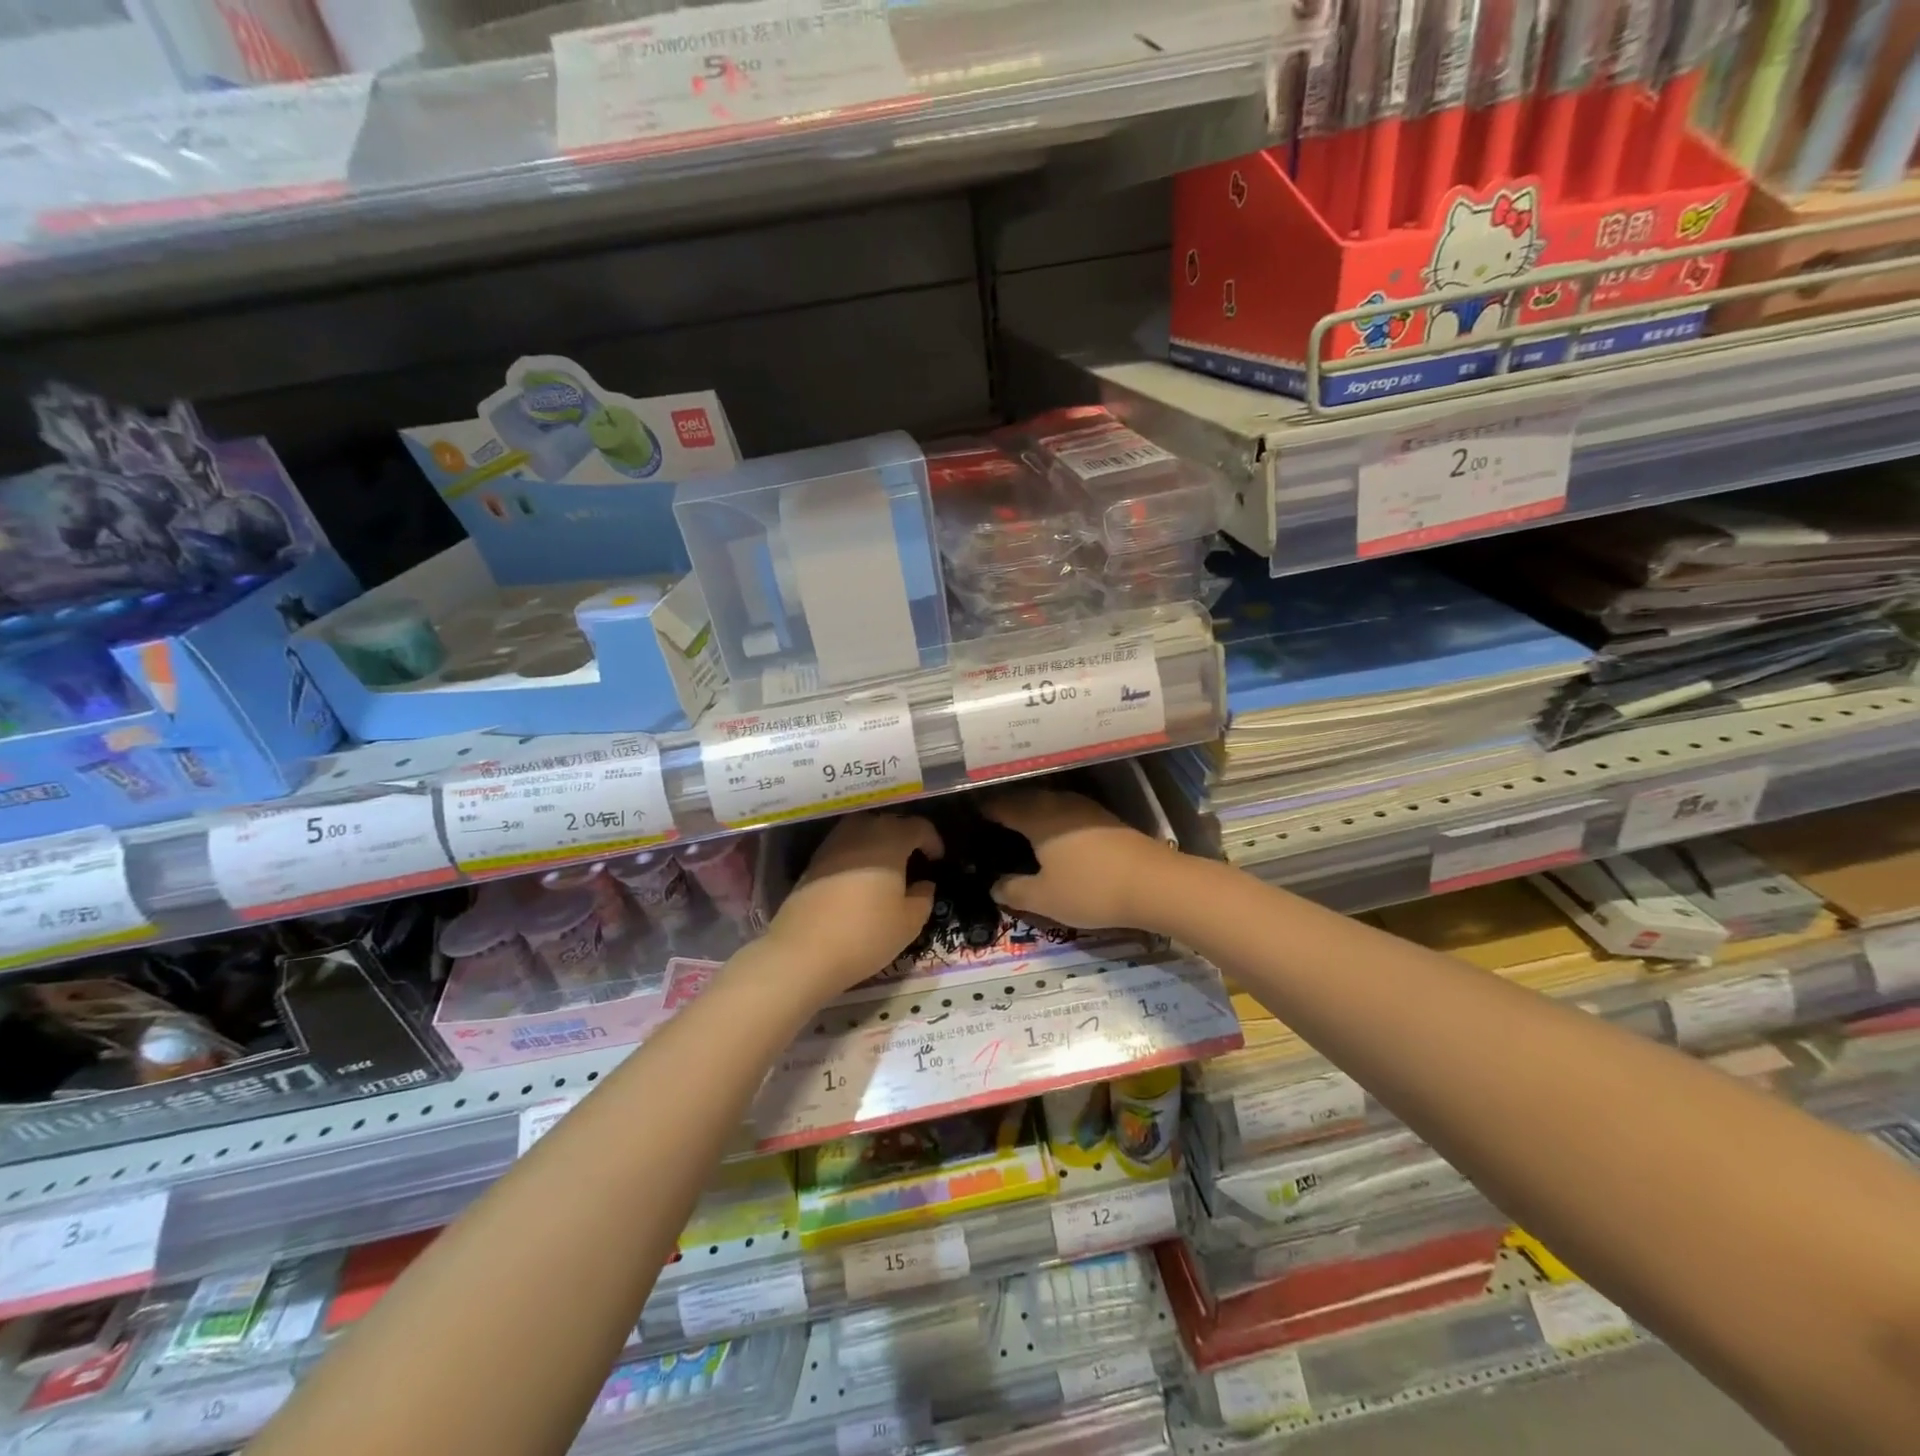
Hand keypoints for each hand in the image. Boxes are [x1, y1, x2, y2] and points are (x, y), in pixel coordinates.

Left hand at [765, 812, 942, 995]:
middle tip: (913, 859)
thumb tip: (924, 884)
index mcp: (890, 839)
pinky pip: (843, 847)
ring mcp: (833, 844)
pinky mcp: (813, 861)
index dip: (932, 840)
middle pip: (888, 822)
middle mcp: (860, 832)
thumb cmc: (866, 933)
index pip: (918, 826)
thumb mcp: (909, 922)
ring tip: (886, 867)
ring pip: (862, 831)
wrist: (803, 951)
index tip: (937, 859)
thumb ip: (923, 898)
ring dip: (878, 842)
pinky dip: (856, 855)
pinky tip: (859, 879)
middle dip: (904, 836)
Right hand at [982, 789, 1176, 931]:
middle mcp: (1059, 804)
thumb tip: (993, 885)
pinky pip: (1066, 812)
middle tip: (990, 822)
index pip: (1001, 805)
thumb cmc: (1091, 889)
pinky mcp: (1105, 819)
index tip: (968, 817)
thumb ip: (1014, 891)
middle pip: (1025, 799)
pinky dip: (1052, 819)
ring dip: (1031, 811)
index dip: (983, 810)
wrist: (1154, 884)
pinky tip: (1054, 835)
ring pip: (1048, 803)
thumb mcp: (1044, 898)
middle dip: (1006, 807)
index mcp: (1037, 817)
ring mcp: (1085, 809)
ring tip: (1018, 827)